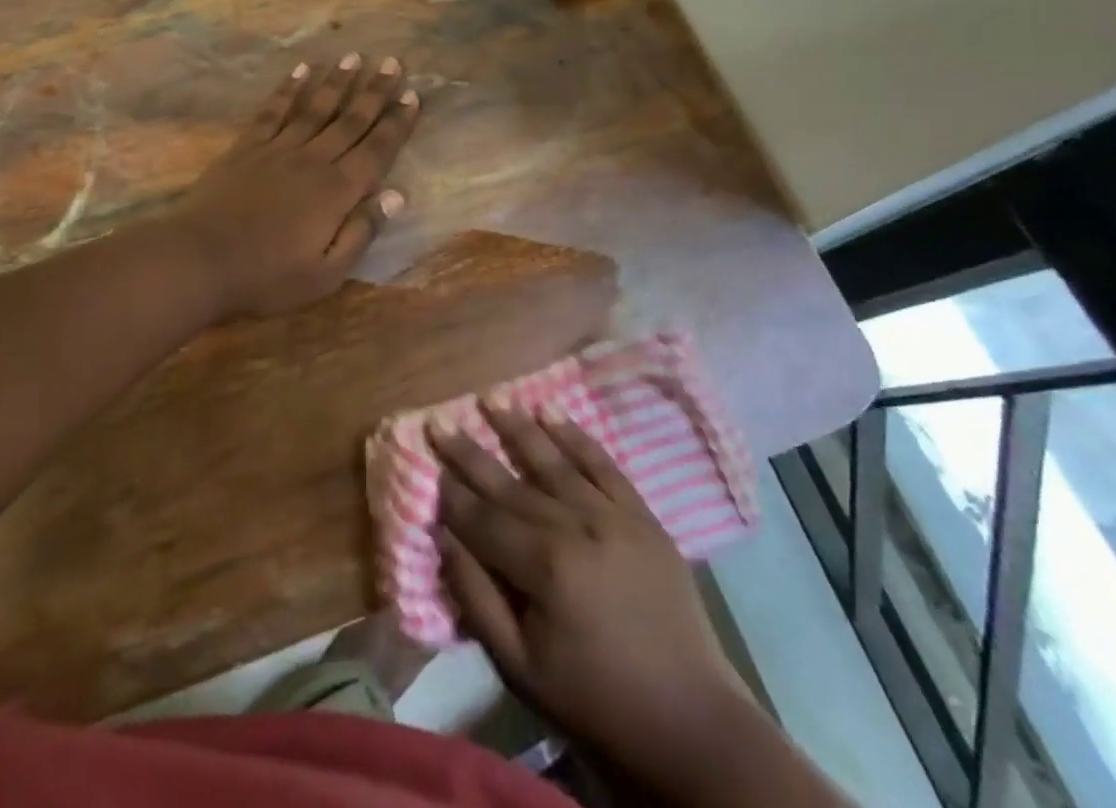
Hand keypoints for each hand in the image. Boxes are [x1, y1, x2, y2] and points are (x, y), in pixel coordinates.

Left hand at [166, 53, 419, 316]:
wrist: (199, 260)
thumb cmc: (267, 276)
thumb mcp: (326, 273)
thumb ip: (362, 232)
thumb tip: (396, 195)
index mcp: (337, 191)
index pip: (376, 150)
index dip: (397, 123)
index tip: (413, 96)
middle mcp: (313, 160)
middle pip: (350, 120)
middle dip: (375, 91)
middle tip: (393, 62)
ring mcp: (277, 149)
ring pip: (315, 108)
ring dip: (337, 82)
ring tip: (354, 57)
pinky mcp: (247, 147)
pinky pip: (273, 111)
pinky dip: (288, 89)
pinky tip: (301, 70)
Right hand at [434, 405, 741, 774]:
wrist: (688, 716)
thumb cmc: (595, 698)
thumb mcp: (520, 667)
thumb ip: (476, 598)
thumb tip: (444, 538)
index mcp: (544, 567)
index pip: (483, 518)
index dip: (451, 493)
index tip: (427, 464)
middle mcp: (575, 526)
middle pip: (511, 483)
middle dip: (469, 452)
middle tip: (439, 420)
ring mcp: (612, 515)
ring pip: (554, 461)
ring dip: (518, 428)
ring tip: (490, 398)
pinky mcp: (642, 514)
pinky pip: (603, 464)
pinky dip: (576, 436)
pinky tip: (551, 411)